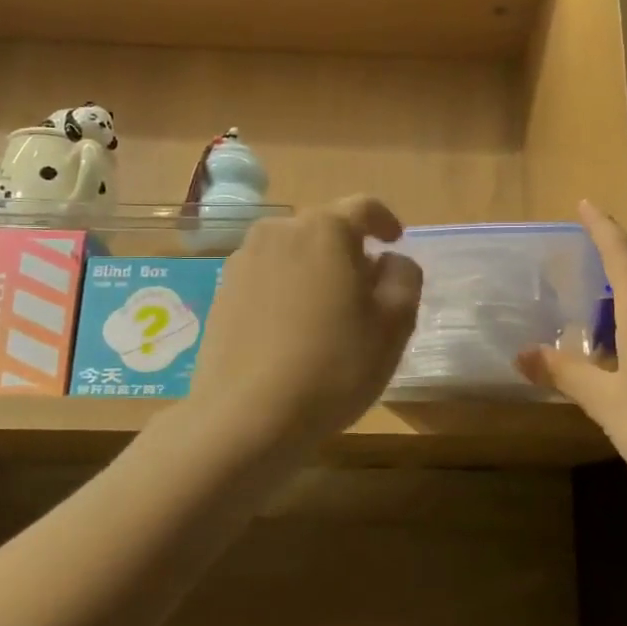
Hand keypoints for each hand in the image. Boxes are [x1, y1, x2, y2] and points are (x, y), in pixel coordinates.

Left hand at [189, 196, 422, 454]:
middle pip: (325, 229)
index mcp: (325, 230)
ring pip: (293, 253)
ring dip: (316, 271)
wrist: (246, 417)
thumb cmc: (333, 367)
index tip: (395, 241)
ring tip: (328, 313)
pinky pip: (267, 277)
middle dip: (350, 251)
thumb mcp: (394, 325)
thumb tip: (387, 262)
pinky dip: (287, 290)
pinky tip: (293, 330)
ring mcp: (243, 261)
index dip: (385, 221)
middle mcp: (279, 232)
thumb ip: (404, 278)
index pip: (364, 208)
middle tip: (367, 290)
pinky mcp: (222, 293)